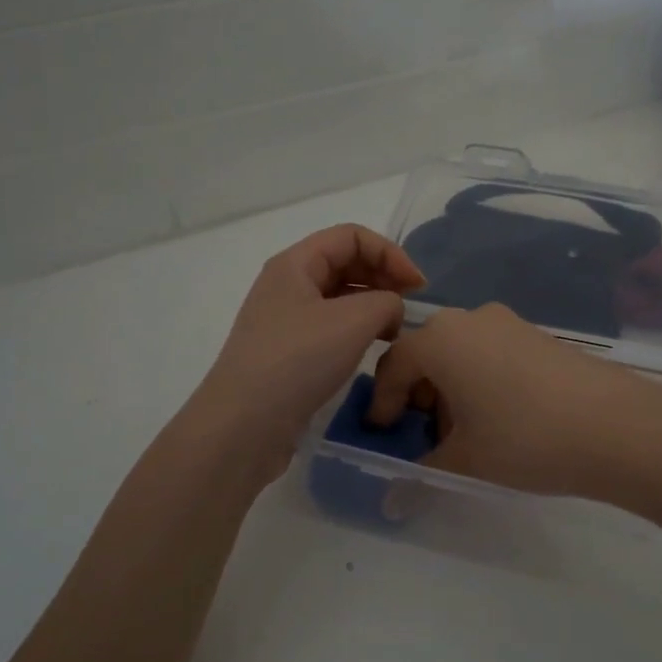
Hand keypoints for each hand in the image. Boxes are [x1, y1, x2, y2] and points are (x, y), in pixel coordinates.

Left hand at [192, 225, 424, 484]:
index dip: (390, 253)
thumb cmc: (298, 361)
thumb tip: (390, 309)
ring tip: (395, 332)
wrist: (244, 425)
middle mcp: (287, 285)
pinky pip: (331, 327)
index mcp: (295, 264)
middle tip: (410, 307)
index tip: (417, 287)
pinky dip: (357, 330)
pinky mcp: (289, 352)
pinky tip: (372, 350)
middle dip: (382, 277)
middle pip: (344, 262)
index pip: (351, 236)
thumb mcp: (354, 321)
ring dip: (372, 305)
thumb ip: (387, 301)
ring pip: (339, 297)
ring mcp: (285, 320)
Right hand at [365, 303, 661, 497]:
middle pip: (427, 355)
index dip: (381, 403)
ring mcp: (508, 323)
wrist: (616, 426)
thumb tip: (392, 502)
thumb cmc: (524, 438)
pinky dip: (480, 382)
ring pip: (461, 354)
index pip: (393, 366)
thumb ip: (421, 474)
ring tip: (465, 436)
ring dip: (450, 391)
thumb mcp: (466, 460)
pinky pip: (491, 354)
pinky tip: (500, 420)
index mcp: (440, 340)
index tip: (382, 435)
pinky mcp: (538, 336)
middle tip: (424, 439)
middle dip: (418, 397)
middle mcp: (470, 320)